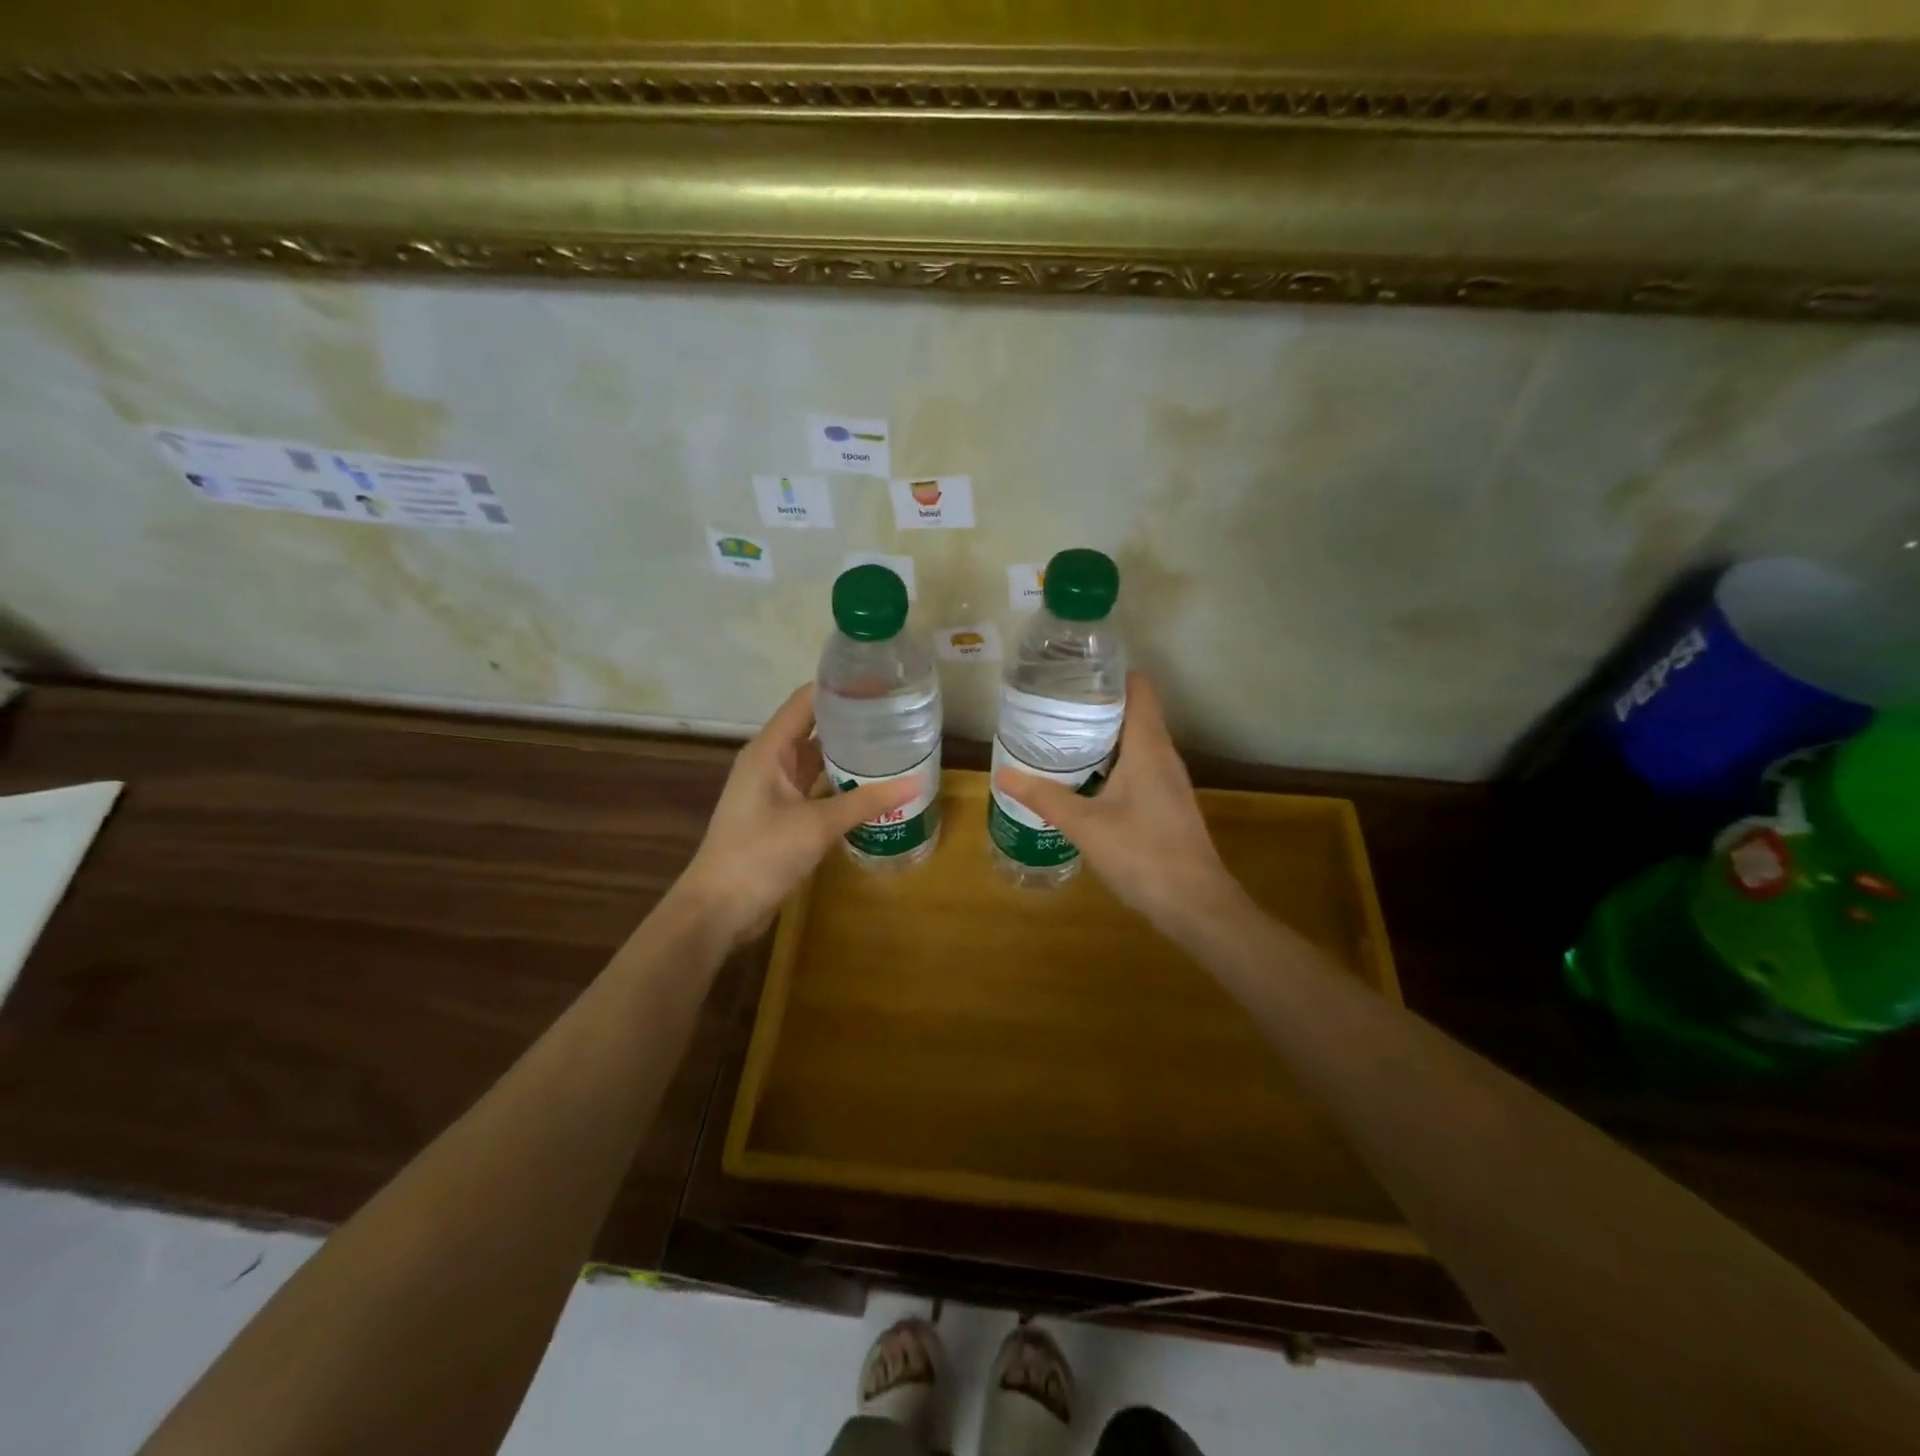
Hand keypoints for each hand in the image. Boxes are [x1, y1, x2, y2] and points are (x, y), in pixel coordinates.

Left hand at [677, 684, 912, 944]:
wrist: (719, 909)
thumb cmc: (760, 855)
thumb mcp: (816, 825)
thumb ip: (865, 801)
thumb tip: (916, 783)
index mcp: (769, 750)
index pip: (806, 702)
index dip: (840, 687)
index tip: (881, 682)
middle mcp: (771, 762)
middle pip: (814, 728)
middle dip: (852, 720)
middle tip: (898, 715)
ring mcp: (775, 790)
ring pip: (817, 761)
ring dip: (848, 754)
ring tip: (893, 745)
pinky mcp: (782, 815)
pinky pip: (816, 788)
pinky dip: (841, 784)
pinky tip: (873, 787)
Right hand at [993, 672, 1245, 939]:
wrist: (1195, 904)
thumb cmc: (1143, 854)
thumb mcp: (1085, 825)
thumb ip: (1044, 797)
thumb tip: (1002, 773)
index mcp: (1148, 745)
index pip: (1138, 687)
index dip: (1108, 673)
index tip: (1071, 674)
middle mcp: (1163, 754)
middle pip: (1132, 711)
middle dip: (1094, 704)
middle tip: (1051, 705)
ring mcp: (1168, 780)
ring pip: (1134, 741)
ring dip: (1101, 735)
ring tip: (1059, 736)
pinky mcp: (1166, 802)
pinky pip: (1137, 766)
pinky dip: (1110, 762)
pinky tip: (1083, 778)